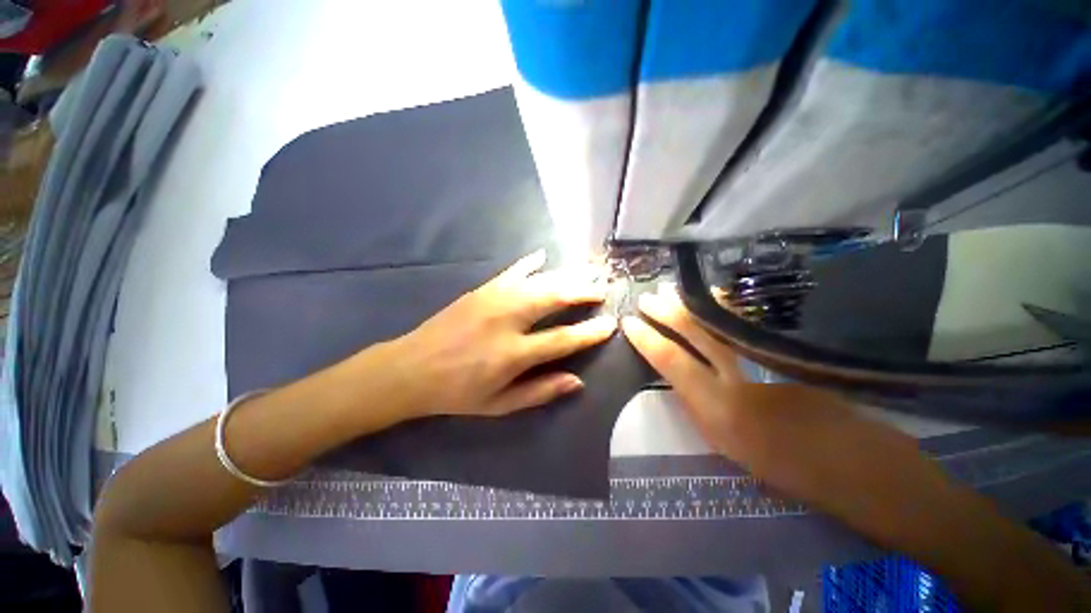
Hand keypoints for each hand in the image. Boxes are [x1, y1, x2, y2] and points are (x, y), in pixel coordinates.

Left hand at [390, 250, 616, 417]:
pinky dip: (529, 263)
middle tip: (602, 289)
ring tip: (586, 273)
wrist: (411, 369)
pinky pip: (512, 271)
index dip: (590, 332)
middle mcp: (507, 320)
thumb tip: (577, 382)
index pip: (562, 339)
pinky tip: (543, 256)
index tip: (611, 323)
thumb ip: (539, 392)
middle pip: (554, 298)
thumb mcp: (499, 405)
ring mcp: (493, 299)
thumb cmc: (457, 393)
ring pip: (538, 281)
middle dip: (583, 291)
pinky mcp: (481, 290)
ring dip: (566, 276)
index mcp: (512, 354)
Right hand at [620, 285, 933, 518]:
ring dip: (692, 305)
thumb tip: (684, 378)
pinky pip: (746, 324)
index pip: (671, 362)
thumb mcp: (730, 446)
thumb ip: (703, 407)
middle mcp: (739, 380)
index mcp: (719, 412)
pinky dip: (724, 309)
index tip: (630, 322)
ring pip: (720, 322)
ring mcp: (768, 362)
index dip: (647, 339)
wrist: (861, 469)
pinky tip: (714, 299)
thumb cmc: (790, 470)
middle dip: (666, 313)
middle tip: (647, 298)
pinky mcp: (790, 353)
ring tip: (671, 291)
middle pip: (695, 333)